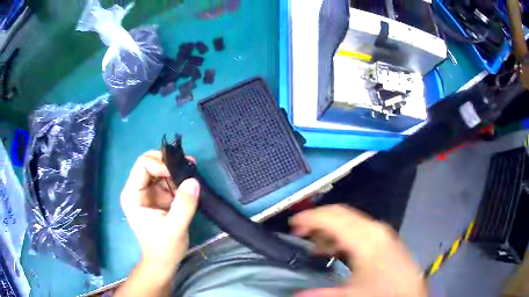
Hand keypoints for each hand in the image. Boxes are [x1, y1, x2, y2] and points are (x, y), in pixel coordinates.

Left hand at [120, 151, 199, 269]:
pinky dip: (179, 179)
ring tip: (192, 171)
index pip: (143, 165)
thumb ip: (184, 205)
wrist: (164, 262)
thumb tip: (194, 180)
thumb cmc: (164, 248)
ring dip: (176, 169)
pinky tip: (190, 182)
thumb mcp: (175, 228)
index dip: (160, 164)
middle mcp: (138, 189)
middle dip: (169, 163)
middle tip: (188, 167)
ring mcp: (149, 192)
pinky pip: (169, 180)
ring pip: (160, 169)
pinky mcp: (159, 197)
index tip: (178, 174)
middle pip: (150, 163)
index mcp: (133, 194)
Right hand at [290, 205, 425, 296]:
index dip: (310, 218)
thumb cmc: (381, 292)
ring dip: (330, 228)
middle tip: (300, 231)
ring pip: (350, 220)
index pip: (332, 217)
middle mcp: (373, 229)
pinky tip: (336, 249)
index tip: (293, 224)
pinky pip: (359, 228)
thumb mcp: (350, 294)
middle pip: (341, 213)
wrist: (410, 293)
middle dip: (318, 219)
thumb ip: (321, 292)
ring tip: (315, 244)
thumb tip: (296, 294)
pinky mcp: (385, 238)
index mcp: (365, 239)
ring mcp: (381, 232)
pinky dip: (343, 234)